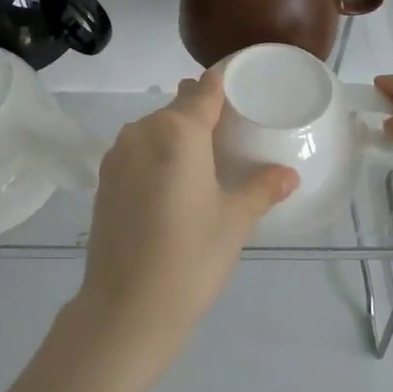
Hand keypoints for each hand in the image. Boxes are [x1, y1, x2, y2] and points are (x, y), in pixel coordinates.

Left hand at [73, 71, 298, 367]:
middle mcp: (143, 131)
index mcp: (178, 130)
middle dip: (204, 113)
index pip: (206, 89)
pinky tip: (173, 184)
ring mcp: (118, 154)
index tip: (246, 85)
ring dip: (178, 136)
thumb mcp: (235, 220)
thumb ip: (261, 188)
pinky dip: (158, 156)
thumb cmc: (190, 257)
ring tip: (204, 161)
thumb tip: (288, 174)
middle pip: (179, 107)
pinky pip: (138, 151)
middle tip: (233, 133)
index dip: (225, 83)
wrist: (125, 308)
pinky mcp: (104, 179)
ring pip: (155, 129)